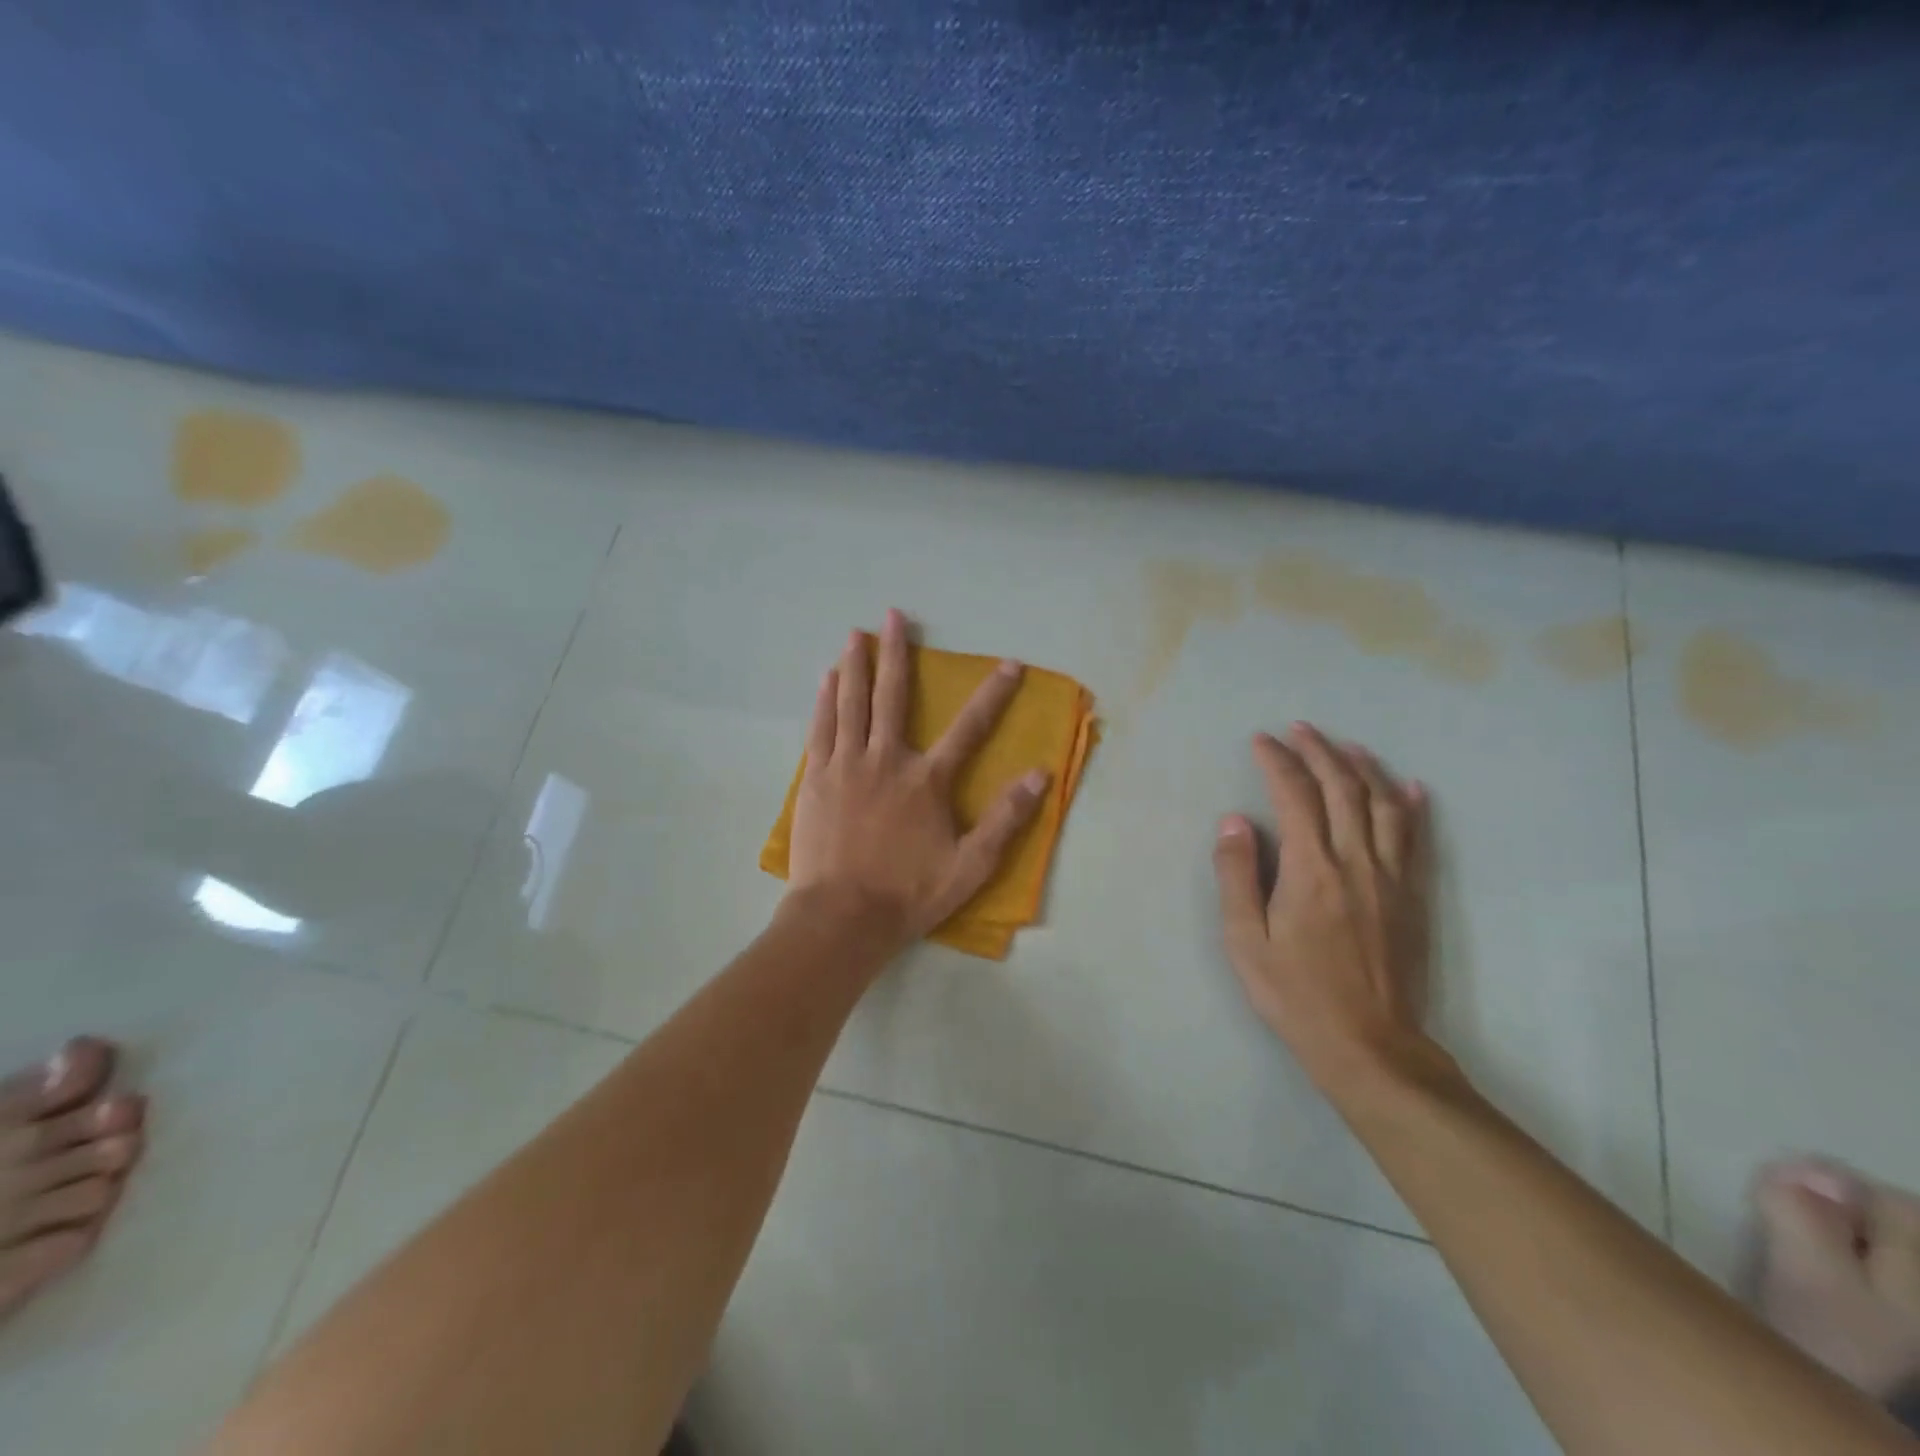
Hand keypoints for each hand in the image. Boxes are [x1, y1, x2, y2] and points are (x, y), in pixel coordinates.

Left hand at [787, 609, 1049, 951]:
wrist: (842, 917)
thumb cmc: (908, 893)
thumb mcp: (970, 866)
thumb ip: (1005, 819)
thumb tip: (1040, 775)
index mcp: (926, 780)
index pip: (969, 728)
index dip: (993, 694)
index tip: (1010, 663)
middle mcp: (886, 760)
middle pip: (893, 696)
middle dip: (897, 653)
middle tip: (896, 616)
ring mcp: (846, 766)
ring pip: (851, 703)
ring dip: (856, 664)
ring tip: (856, 632)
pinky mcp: (816, 779)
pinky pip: (822, 728)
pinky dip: (826, 700)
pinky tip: (827, 678)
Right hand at [1211, 723, 1436, 1092]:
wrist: (1368, 1043)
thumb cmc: (1295, 992)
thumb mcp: (1246, 940)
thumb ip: (1237, 876)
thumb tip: (1234, 822)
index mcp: (1311, 869)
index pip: (1294, 796)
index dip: (1277, 762)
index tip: (1261, 741)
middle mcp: (1355, 861)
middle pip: (1341, 789)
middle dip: (1319, 752)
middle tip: (1299, 729)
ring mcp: (1391, 877)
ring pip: (1382, 805)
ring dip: (1363, 767)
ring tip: (1345, 745)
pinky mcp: (1413, 896)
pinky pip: (1416, 838)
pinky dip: (1411, 805)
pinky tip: (1408, 787)